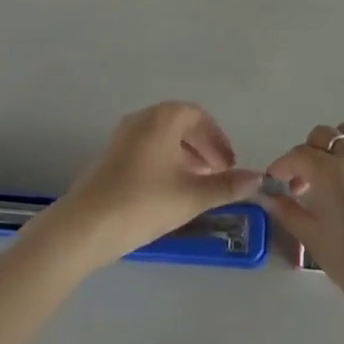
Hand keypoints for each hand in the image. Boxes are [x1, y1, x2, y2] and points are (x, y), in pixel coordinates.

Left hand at [46, 103, 261, 267]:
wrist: (84, 227)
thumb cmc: (143, 203)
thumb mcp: (191, 196)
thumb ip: (227, 186)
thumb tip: (258, 178)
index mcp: (163, 117)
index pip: (198, 116)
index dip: (218, 140)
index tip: (230, 165)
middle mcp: (142, 118)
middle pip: (181, 125)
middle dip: (203, 149)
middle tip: (218, 176)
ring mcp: (122, 136)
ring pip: (163, 139)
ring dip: (185, 157)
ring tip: (197, 186)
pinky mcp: (110, 157)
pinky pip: (147, 150)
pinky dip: (165, 163)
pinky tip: (169, 192)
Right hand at [261, 123, 343, 334]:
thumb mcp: (318, 244)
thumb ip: (290, 213)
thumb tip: (269, 197)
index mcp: (335, 175)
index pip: (300, 154)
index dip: (283, 164)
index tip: (276, 180)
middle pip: (325, 136)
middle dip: (308, 153)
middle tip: (303, 182)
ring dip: (336, 146)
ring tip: (333, 173)